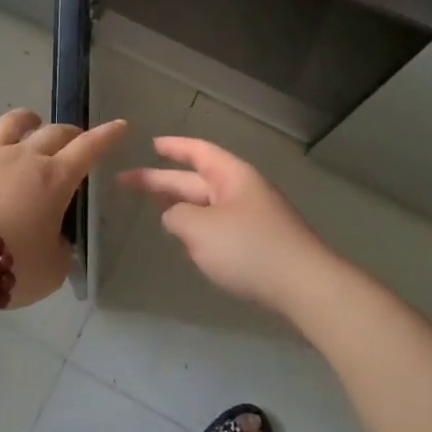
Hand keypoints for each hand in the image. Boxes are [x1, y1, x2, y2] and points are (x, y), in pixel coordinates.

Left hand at [0, 109, 127, 307]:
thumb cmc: (12, 266)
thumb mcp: (52, 269)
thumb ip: (60, 250)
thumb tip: (55, 241)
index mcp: (54, 179)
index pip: (88, 149)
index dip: (106, 136)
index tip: (120, 125)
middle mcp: (23, 157)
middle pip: (52, 132)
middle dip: (68, 132)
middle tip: (72, 138)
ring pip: (8, 124)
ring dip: (24, 120)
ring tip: (29, 121)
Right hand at [118, 137, 337, 319]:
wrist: (305, 287)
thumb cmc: (249, 248)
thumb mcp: (200, 229)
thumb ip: (176, 217)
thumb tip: (174, 216)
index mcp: (232, 176)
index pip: (198, 152)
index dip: (174, 147)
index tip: (151, 144)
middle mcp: (243, 191)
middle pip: (197, 180)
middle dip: (163, 182)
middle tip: (127, 183)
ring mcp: (254, 218)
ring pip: (208, 206)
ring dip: (182, 207)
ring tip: (155, 210)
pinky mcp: (260, 245)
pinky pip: (221, 229)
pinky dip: (199, 231)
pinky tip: (189, 245)